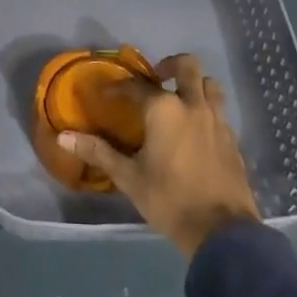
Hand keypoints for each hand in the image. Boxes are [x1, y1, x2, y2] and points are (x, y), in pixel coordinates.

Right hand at [58, 54, 260, 257]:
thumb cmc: (169, 200)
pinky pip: (220, 111)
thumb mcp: (129, 178)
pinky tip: (196, 130)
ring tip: (179, 99)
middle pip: (188, 66)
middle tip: (156, 77)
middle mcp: (193, 106)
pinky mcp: (233, 139)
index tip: (105, 94)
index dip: (117, 88)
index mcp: (165, 110)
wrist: (222, 231)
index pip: (136, 86)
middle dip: (170, 65)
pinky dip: (207, 109)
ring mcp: (218, 121)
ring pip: (210, 85)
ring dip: (194, 84)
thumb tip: (63, 137)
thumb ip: (98, 152)